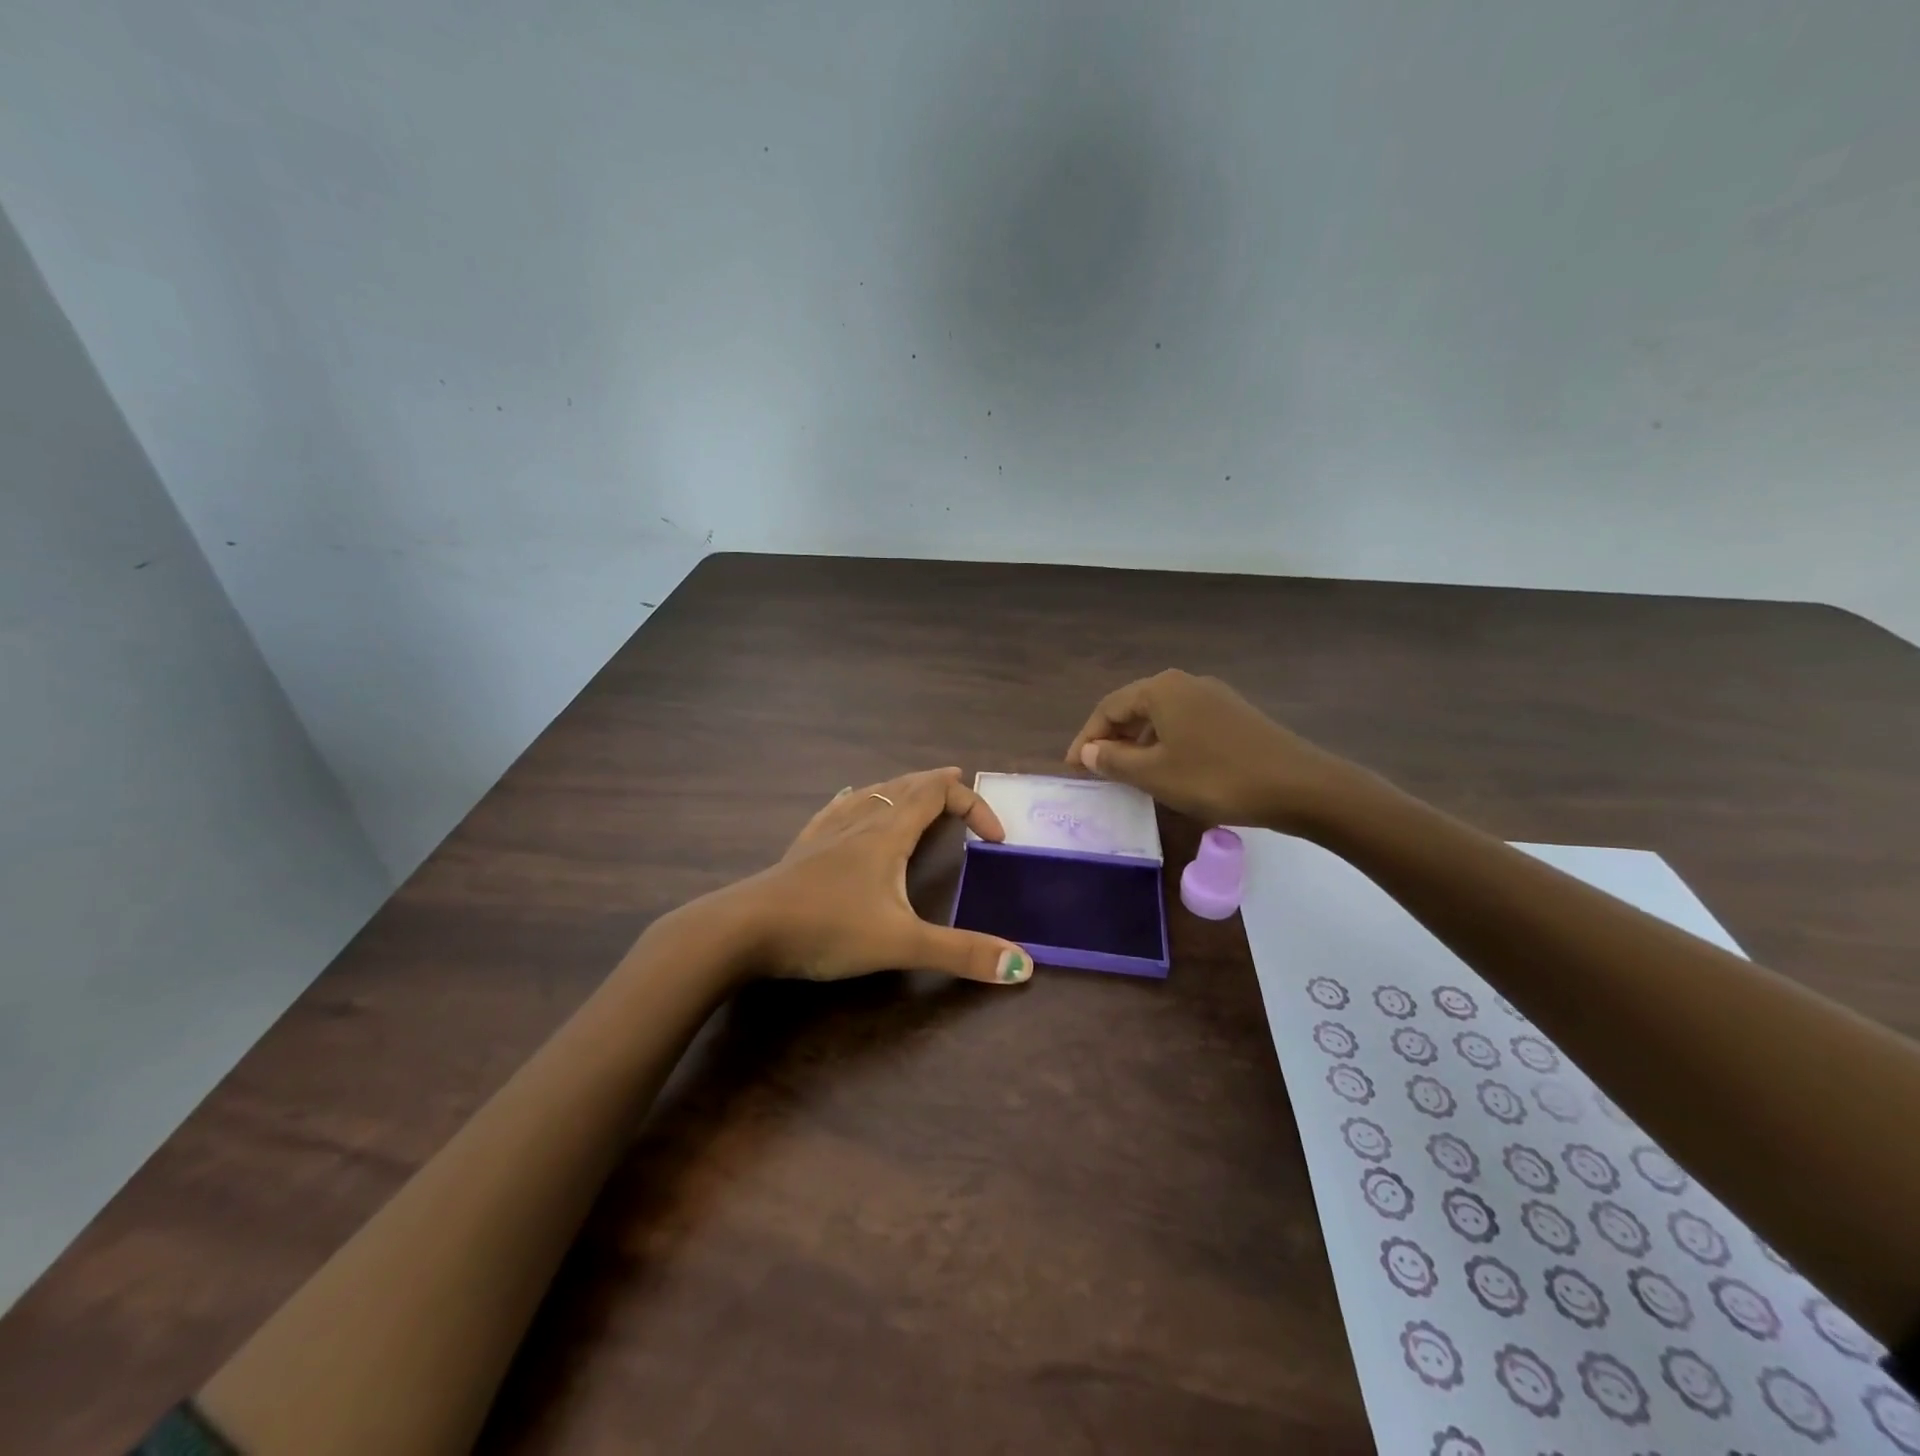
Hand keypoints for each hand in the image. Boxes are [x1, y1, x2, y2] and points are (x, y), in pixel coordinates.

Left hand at [720, 767, 1032, 985]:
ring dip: (902, 788)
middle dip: (938, 784)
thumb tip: (1024, 965)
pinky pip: (838, 807)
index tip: (996, 838)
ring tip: (915, 791)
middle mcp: (861, 821)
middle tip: (959, 783)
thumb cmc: (827, 928)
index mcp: (888, 833)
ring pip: (872, 793)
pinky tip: (848, 798)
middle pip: (907, 786)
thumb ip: (962, 953)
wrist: (745, 929)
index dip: (973, 806)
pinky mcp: (803, 847)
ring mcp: (827, 831)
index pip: (938, 795)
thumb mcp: (901, 943)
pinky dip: (858, 797)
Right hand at [1066, 670, 1352, 830]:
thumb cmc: (1216, 778)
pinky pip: (1185, 724)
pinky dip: (1165, 743)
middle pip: (1134, 707)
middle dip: (1111, 738)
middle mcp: (1185, 683)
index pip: (1108, 708)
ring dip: (1138, 742)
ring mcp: (1213, 696)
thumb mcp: (1155, 774)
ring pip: (1161, 716)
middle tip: (1096, 769)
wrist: (1299, 786)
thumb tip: (1088, 751)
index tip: (1073, 768)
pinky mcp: (1234, 715)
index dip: (1086, 738)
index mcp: (1161, 689)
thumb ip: (1114, 761)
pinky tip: (1168, 768)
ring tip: (1128, 773)